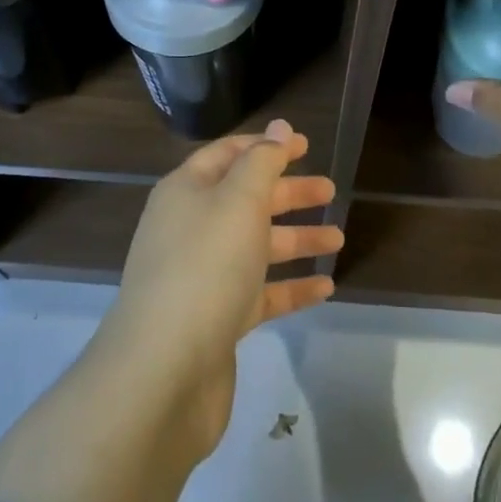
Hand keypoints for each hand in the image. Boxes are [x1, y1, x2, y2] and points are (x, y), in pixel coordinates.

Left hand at [95, 119, 340, 460]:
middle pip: (246, 199)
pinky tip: (325, 288)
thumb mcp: (239, 200)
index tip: (306, 145)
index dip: (266, 146)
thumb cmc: (204, 267)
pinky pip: (260, 293)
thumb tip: (279, 127)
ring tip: (338, 238)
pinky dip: (291, 286)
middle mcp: (191, 228)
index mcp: (188, 191)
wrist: (162, 374)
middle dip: (288, 192)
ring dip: (296, 238)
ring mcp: (202, 276)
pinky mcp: (216, 320)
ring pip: (256, 246)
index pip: (229, 155)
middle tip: (331, 190)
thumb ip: (263, 161)